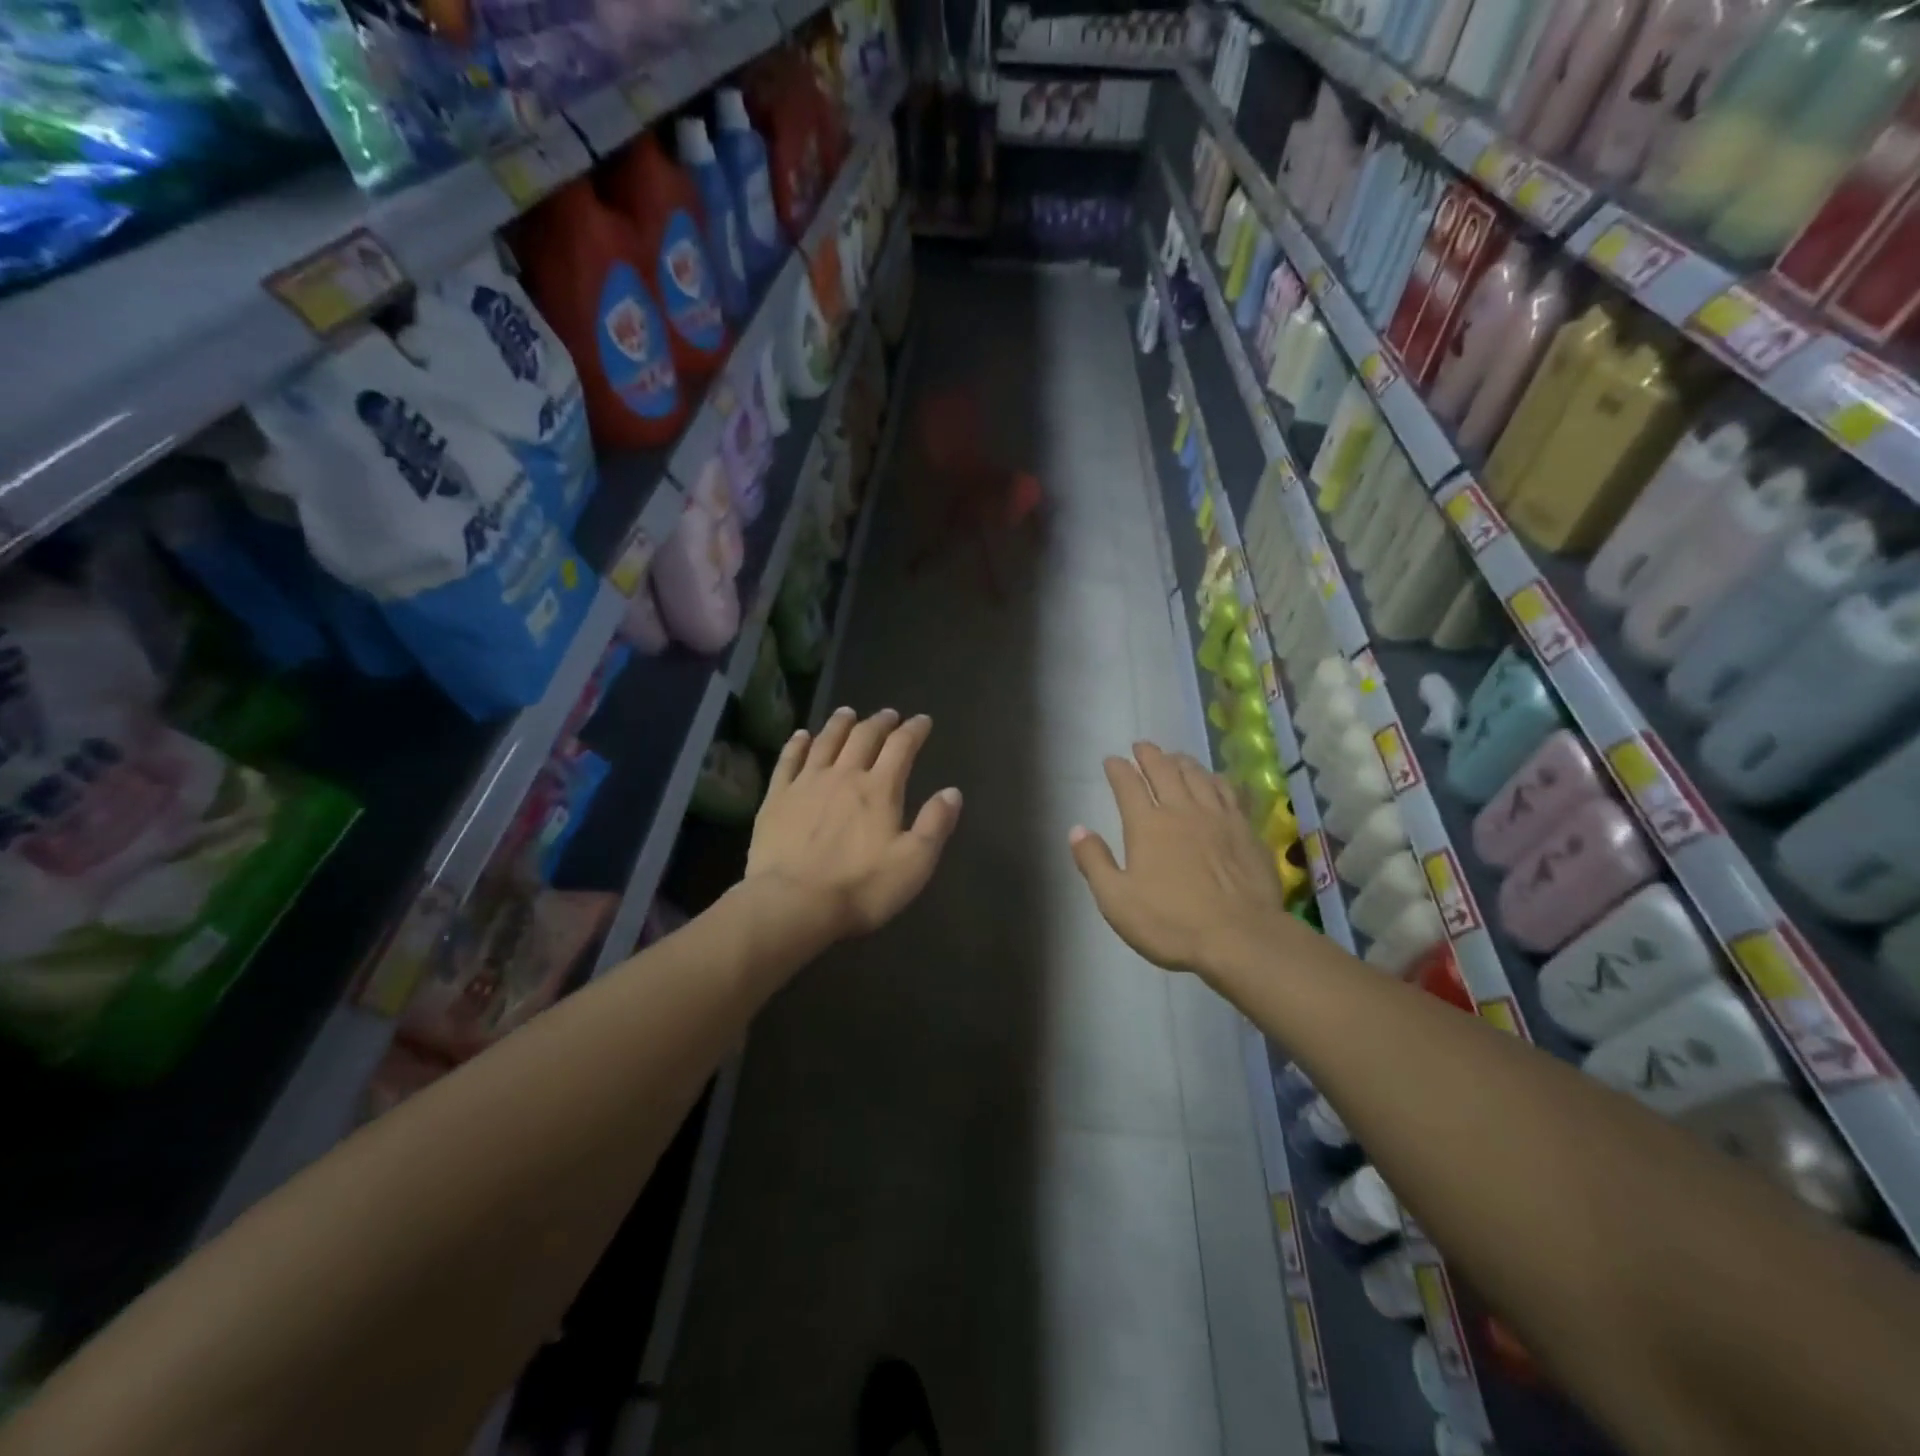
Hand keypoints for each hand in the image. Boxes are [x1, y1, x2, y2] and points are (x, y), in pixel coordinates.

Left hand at [746, 707, 962, 942]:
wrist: (793, 903)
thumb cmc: (861, 887)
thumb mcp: (914, 862)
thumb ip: (935, 824)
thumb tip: (952, 792)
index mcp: (880, 789)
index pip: (901, 747)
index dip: (914, 730)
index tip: (923, 721)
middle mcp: (844, 775)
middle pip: (863, 737)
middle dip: (880, 722)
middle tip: (888, 714)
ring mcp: (806, 783)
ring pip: (826, 741)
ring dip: (840, 724)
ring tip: (848, 712)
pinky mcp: (777, 798)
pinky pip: (788, 760)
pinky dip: (797, 743)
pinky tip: (801, 735)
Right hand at [1069, 742, 1288, 977]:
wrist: (1240, 937)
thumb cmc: (1171, 923)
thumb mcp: (1116, 900)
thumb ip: (1094, 862)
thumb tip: (1077, 829)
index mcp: (1147, 825)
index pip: (1127, 785)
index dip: (1118, 769)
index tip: (1111, 760)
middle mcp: (1181, 810)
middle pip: (1164, 771)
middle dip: (1149, 755)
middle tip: (1142, 746)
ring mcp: (1217, 817)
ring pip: (1197, 776)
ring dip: (1182, 761)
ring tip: (1174, 756)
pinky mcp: (1245, 830)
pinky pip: (1227, 792)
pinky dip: (1215, 779)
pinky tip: (1214, 780)